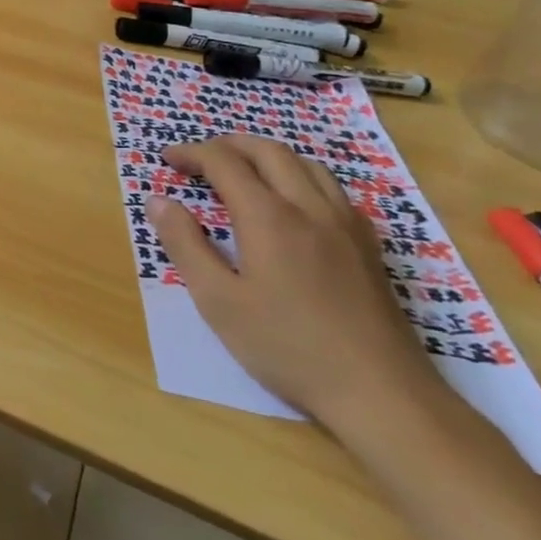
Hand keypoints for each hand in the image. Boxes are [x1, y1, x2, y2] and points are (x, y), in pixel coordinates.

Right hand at [145, 135, 437, 425]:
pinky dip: (300, 177)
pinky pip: (332, 189)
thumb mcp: (218, 301)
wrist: (382, 394)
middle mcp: (310, 208)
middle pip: (269, 151)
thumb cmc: (288, 347)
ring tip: (242, 172)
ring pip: (306, 164)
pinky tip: (292, 204)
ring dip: (266, 156)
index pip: (224, 163)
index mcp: (269, 217)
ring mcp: (346, 225)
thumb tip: (158, 201)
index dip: (192, 153)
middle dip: (229, 145)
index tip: (168, 160)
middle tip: (200, 158)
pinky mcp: (368, 246)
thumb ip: (185, 245)